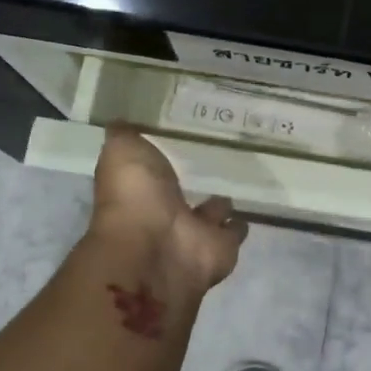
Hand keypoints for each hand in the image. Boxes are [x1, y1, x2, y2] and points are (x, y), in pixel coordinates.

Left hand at [87, 125, 248, 296]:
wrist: (158, 249)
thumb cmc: (135, 198)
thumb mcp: (122, 152)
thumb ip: (125, 136)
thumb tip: (121, 122)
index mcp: (138, 191)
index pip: (151, 172)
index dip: (159, 160)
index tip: (178, 140)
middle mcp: (164, 214)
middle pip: (180, 197)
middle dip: (192, 183)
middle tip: (214, 162)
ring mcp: (194, 233)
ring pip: (210, 215)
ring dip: (220, 205)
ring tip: (238, 185)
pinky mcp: (222, 247)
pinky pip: (233, 232)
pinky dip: (239, 225)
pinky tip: (249, 208)